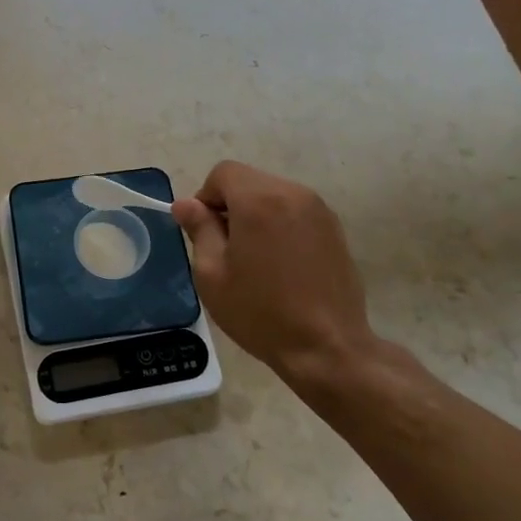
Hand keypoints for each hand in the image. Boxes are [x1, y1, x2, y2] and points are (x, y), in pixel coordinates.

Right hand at [171, 161, 392, 400]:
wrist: (327, 347)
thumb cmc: (260, 311)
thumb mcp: (212, 273)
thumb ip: (199, 229)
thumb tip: (185, 204)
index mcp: (259, 200)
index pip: (223, 173)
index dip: (206, 197)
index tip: (205, 233)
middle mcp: (292, 193)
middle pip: (249, 181)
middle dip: (231, 205)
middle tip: (226, 249)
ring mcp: (319, 210)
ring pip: (273, 195)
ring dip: (256, 215)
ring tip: (255, 259)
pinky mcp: (334, 229)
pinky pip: (295, 212)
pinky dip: (280, 225)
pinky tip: (281, 265)